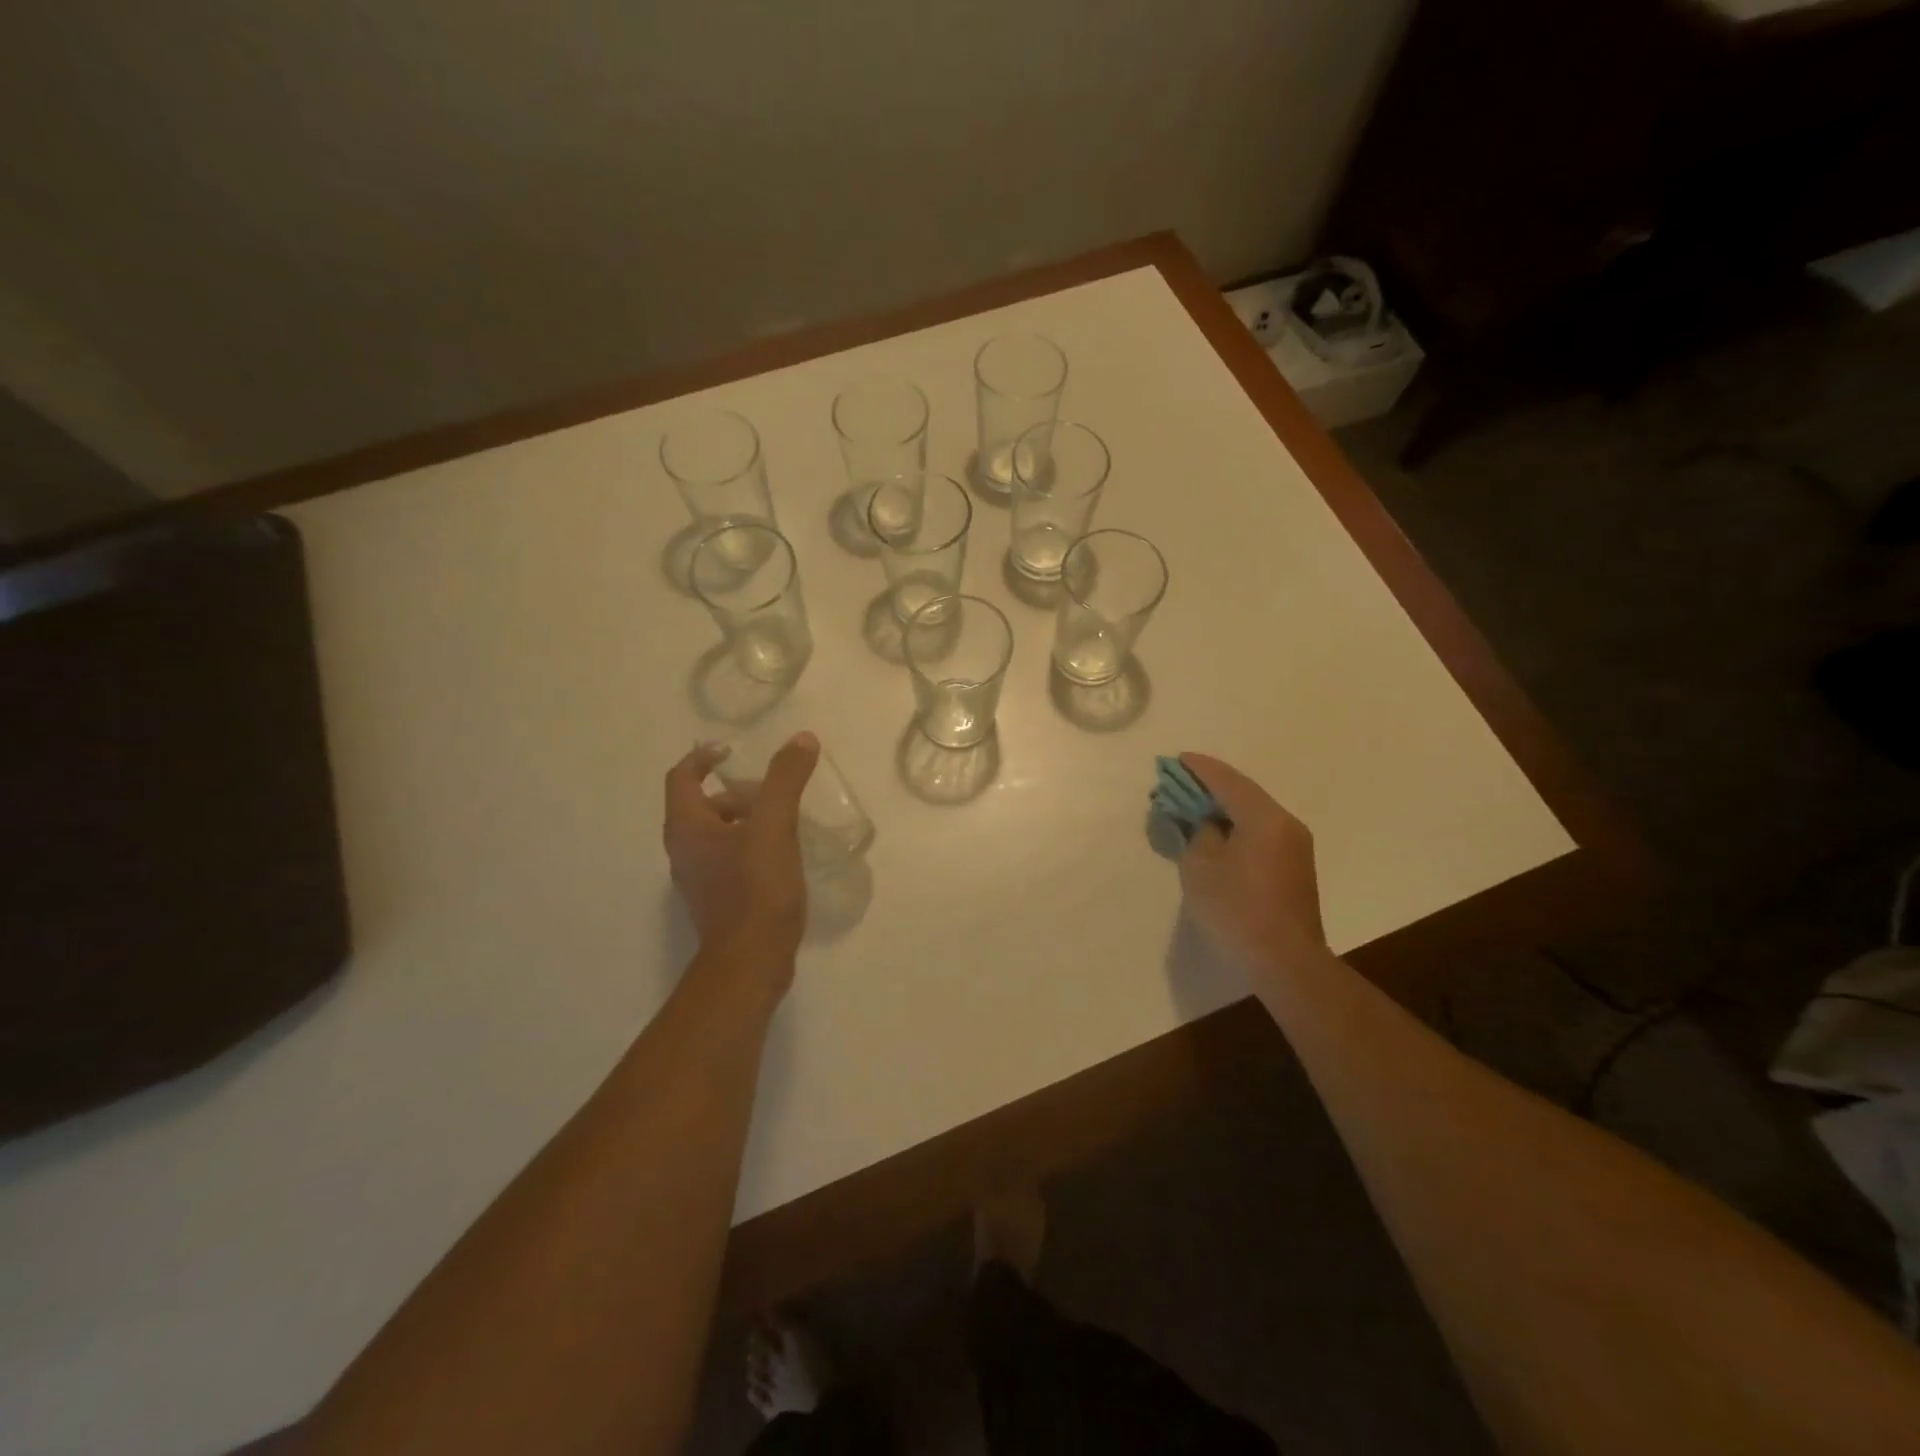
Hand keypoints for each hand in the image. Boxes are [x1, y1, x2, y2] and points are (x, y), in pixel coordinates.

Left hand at [663, 734, 819, 978]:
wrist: (751, 961)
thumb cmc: (756, 889)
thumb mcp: (775, 827)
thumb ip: (785, 780)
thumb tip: (802, 739)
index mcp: (687, 827)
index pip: (682, 777)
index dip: (703, 758)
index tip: (732, 752)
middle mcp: (684, 850)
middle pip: (704, 806)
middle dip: (739, 793)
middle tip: (776, 794)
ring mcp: (699, 878)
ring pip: (719, 834)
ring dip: (748, 820)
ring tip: (787, 822)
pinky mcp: (718, 900)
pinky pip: (730, 859)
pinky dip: (751, 846)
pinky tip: (784, 855)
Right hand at [1176, 753, 1327, 976]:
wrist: (1285, 963)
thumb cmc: (1237, 911)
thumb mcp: (1201, 867)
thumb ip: (1199, 834)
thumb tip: (1207, 825)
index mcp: (1264, 818)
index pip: (1227, 781)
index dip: (1199, 769)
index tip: (1177, 760)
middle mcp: (1286, 824)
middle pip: (1243, 793)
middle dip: (1210, 786)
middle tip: (1179, 784)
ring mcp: (1295, 846)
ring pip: (1253, 813)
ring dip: (1223, 807)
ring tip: (1193, 807)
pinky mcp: (1294, 867)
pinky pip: (1261, 832)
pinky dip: (1236, 825)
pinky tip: (1216, 833)